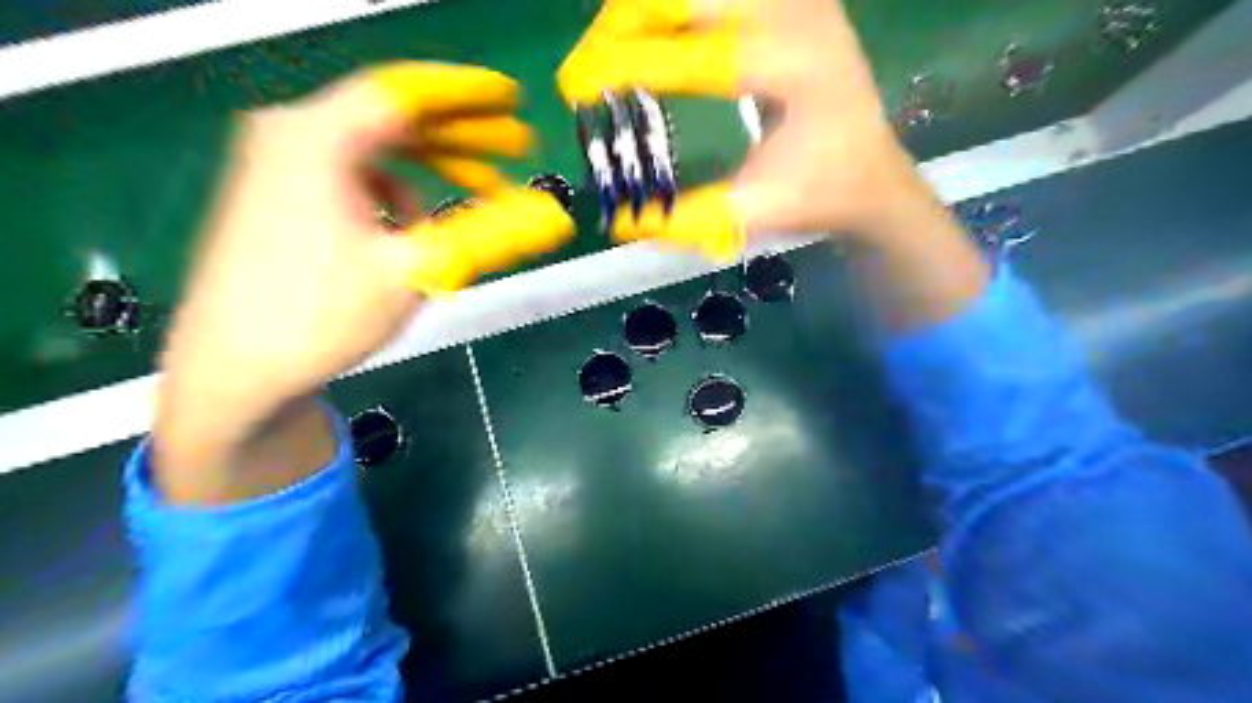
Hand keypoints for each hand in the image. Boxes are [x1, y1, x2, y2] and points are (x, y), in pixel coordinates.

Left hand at [152, 57, 574, 500]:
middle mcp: (293, 134)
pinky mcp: (279, 194)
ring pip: (377, 150)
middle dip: (462, 138)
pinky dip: (395, 192)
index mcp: (318, 137)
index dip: (469, 97)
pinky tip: (413, 226)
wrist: (233, 369)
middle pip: (395, 120)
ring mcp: (279, 163)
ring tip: (479, 194)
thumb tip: (556, 218)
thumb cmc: (321, 314)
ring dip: (432, 170)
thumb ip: (490, 234)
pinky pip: (354, 176)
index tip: (514, 101)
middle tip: (518, 149)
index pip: (409, 95)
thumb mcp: (416, 269)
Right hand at [559, 0, 989, 329]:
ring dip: (641, 13)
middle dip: (623, 24)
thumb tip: (620, 221)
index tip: (574, 83)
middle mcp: (801, 13)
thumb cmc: (819, 195)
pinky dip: (669, 13)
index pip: (702, 55)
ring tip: (606, 55)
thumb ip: (690, 218)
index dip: (629, 64)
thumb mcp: (757, 212)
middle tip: (584, 70)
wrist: (871, 173)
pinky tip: (644, 38)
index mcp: (800, 68)